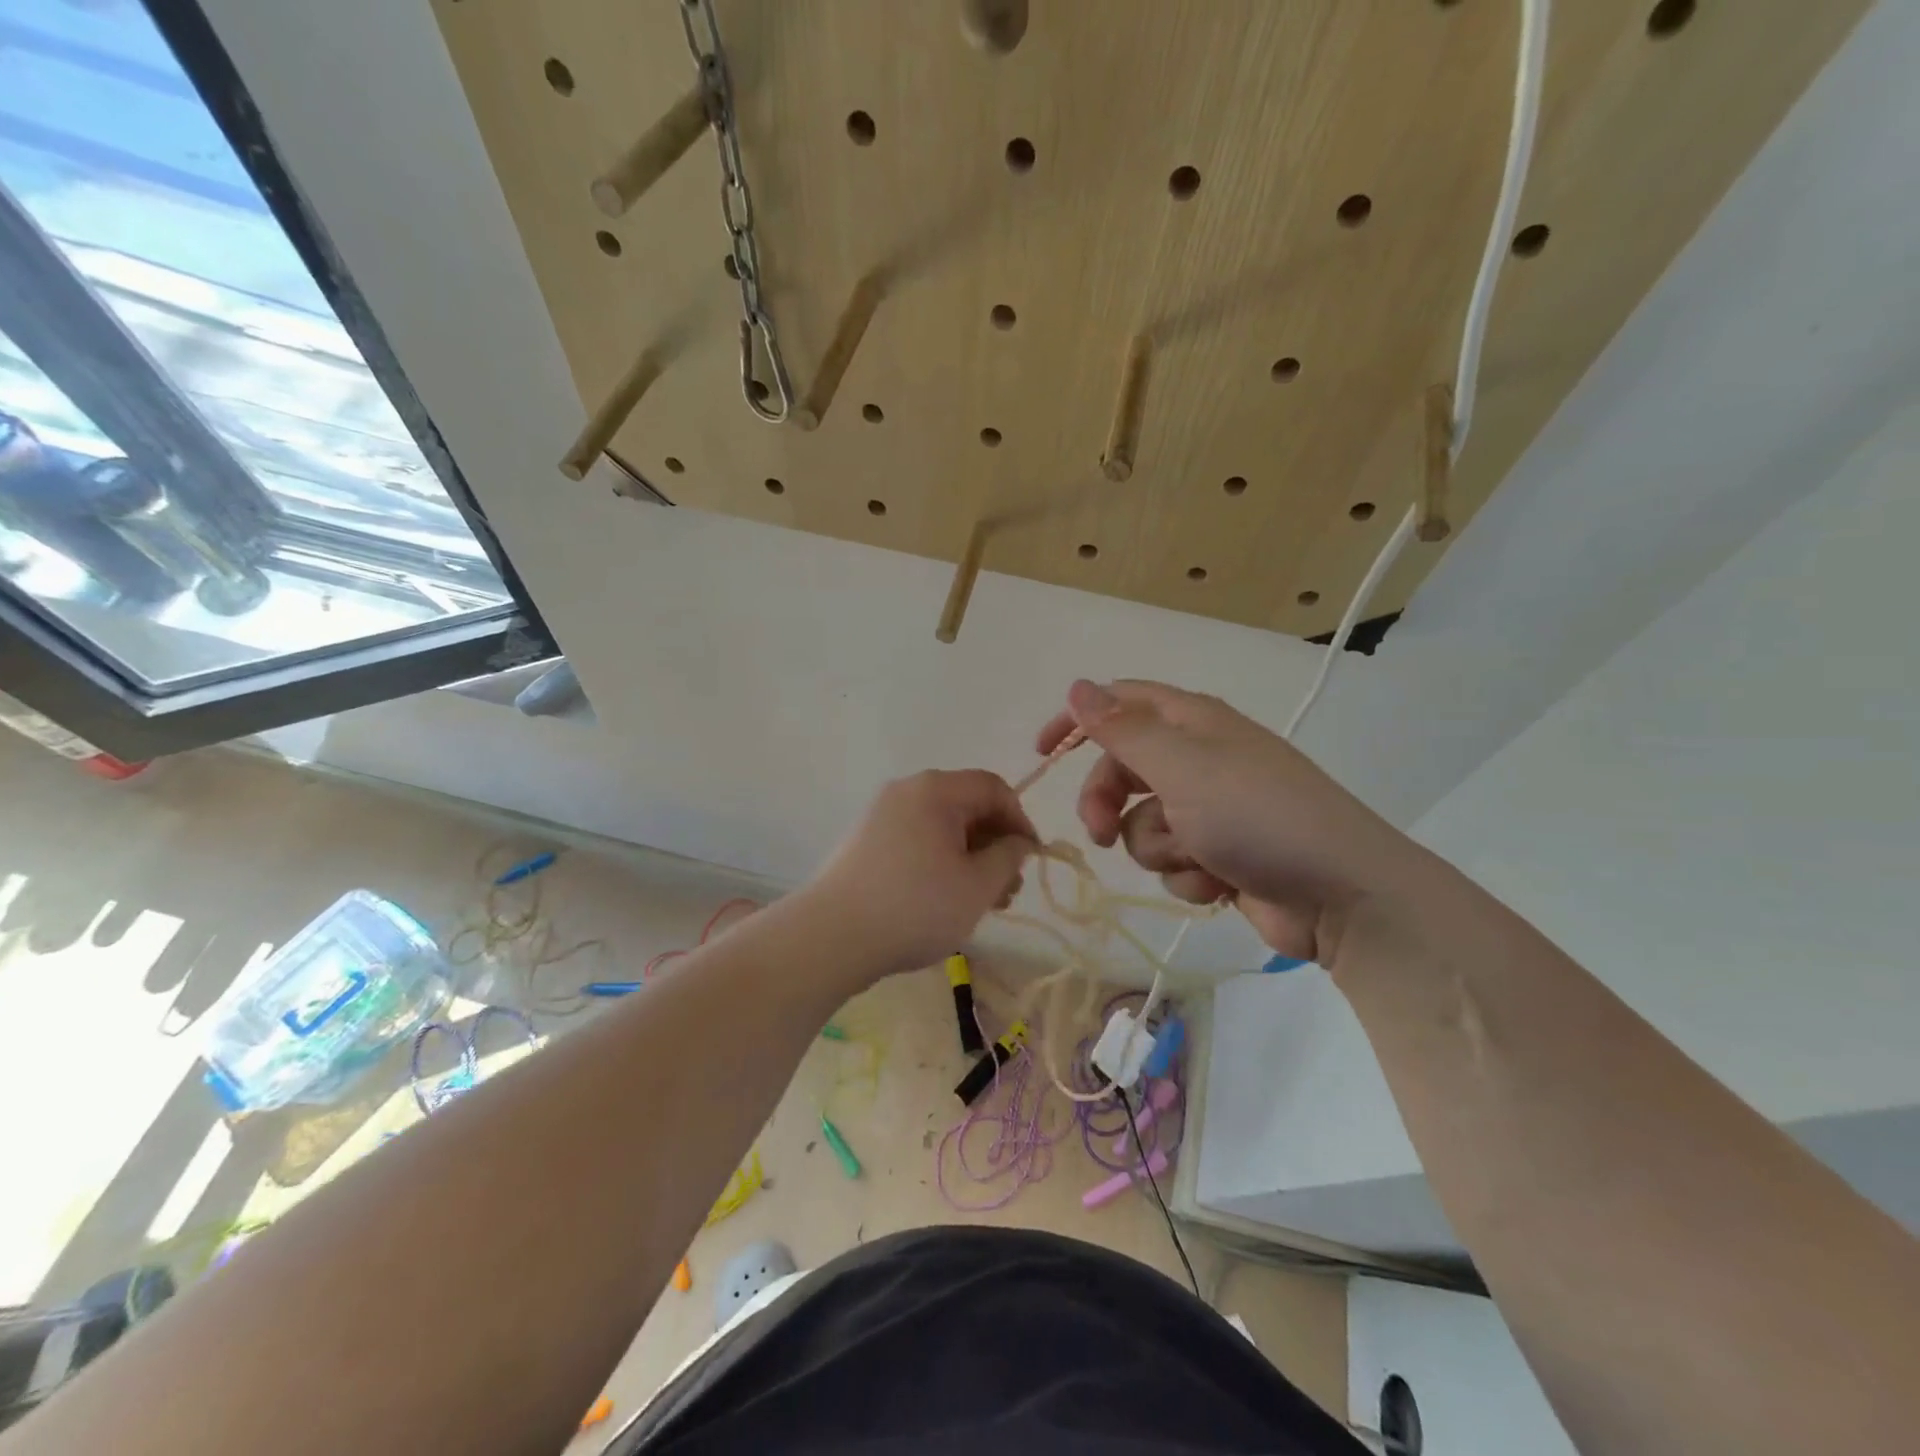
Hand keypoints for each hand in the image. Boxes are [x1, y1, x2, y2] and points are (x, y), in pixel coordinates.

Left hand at [806, 770, 1035, 979]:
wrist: (832, 937)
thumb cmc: (916, 907)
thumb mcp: (977, 885)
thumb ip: (1008, 857)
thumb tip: (1018, 842)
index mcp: (935, 790)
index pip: (993, 788)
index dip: (1020, 820)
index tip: (1030, 860)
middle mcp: (906, 792)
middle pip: (966, 806)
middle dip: (995, 844)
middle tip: (1008, 889)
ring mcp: (881, 816)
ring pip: (941, 827)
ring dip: (970, 857)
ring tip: (982, 902)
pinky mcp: (865, 842)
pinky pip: (916, 840)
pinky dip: (940, 862)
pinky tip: (945, 899)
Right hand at [1037, 680, 1417, 965]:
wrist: (1340, 895)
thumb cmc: (1257, 816)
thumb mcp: (1182, 766)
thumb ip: (1123, 729)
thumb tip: (1079, 686)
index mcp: (1192, 722)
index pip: (1121, 702)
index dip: (1078, 721)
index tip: (1044, 753)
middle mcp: (1199, 758)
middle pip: (1122, 770)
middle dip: (1106, 802)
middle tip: (1098, 831)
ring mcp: (1211, 810)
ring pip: (1142, 824)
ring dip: (1158, 846)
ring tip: (1196, 856)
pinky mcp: (1220, 855)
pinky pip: (1174, 860)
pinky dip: (1188, 874)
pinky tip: (1220, 882)